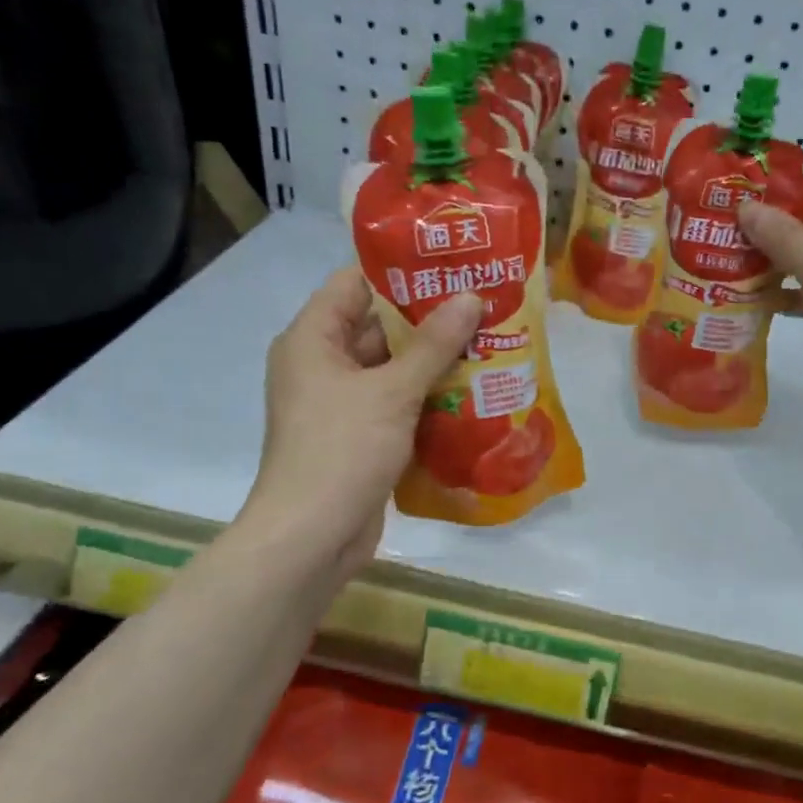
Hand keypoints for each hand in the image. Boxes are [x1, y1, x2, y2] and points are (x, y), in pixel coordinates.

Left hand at [244, 267, 482, 573]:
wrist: (312, 537)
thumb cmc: (342, 450)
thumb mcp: (392, 391)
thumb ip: (433, 344)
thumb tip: (471, 298)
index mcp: (313, 340)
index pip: (353, 284)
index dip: (399, 270)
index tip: (450, 264)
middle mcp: (323, 365)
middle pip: (378, 327)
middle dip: (429, 318)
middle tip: (483, 303)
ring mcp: (342, 403)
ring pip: (393, 368)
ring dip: (435, 360)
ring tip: (490, 341)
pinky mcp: (360, 436)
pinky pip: (397, 403)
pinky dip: (428, 397)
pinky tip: (474, 390)